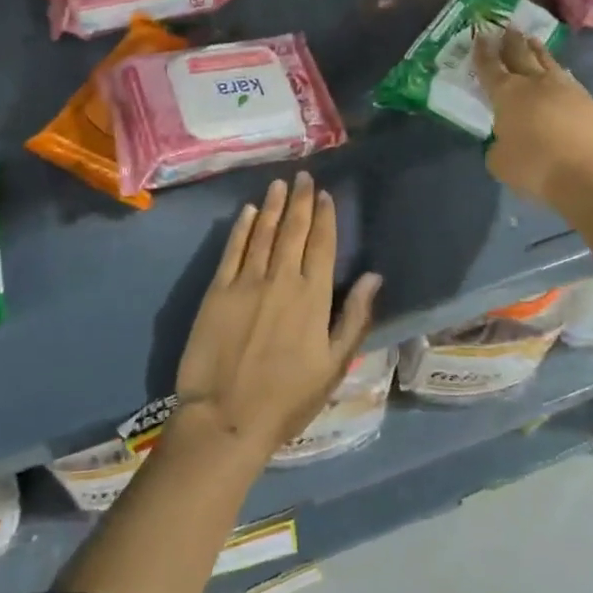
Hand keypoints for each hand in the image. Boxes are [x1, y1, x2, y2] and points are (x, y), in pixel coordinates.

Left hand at [171, 173, 381, 464]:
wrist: (226, 416)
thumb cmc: (287, 398)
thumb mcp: (334, 365)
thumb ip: (355, 317)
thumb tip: (375, 276)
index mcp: (313, 296)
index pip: (322, 244)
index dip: (324, 216)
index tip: (324, 194)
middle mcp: (281, 279)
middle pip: (293, 230)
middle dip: (299, 201)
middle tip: (302, 176)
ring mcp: (246, 282)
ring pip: (262, 233)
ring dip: (271, 206)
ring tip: (278, 184)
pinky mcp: (217, 290)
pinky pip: (232, 250)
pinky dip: (241, 228)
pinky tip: (246, 212)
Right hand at [475, 28, 592, 209]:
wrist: (588, 174)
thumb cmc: (534, 167)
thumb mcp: (500, 161)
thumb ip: (498, 145)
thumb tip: (506, 139)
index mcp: (507, 94)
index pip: (490, 67)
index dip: (483, 52)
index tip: (480, 36)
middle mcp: (535, 83)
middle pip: (520, 55)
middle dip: (511, 41)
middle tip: (507, 28)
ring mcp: (565, 88)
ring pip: (547, 61)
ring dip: (537, 50)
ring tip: (531, 40)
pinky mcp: (588, 100)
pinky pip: (567, 78)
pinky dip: (558, 71)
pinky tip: (558, 72)